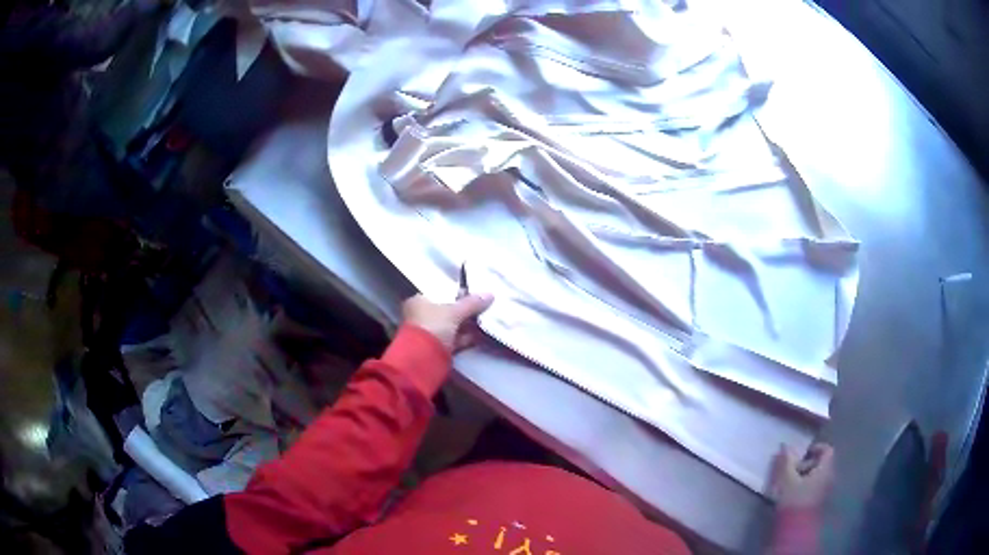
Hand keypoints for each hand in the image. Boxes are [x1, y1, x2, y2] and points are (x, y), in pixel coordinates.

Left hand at [401, 293, 493, 352]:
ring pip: (449, 327)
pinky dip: (462, 339)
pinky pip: (451, 340)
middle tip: (481, 311)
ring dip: (464, 327)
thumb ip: (471, 303)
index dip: (455, 295)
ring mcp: (426, 333)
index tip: (471, 297)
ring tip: (483, 324)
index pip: (438, 294)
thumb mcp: (454, 312)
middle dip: (462, 313)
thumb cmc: (433, 326)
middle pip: (444, 311)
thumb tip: (490, 295)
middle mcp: (419, 315)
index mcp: (417, 301)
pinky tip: (477, 338)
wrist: (423, 358)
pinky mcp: (434, 348)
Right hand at [770, 443, 834, 509]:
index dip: (815, 448)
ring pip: (818, 475)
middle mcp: (829, 477)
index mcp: (825, 469)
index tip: (801, 455)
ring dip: (805, 475)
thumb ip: (786, 462)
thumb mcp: (787, 479)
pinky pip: (815, 486)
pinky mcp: (819, 501)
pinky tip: (793, 493)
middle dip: (806, 464)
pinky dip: (805, 485)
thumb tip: (785, 445)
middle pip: (822, 463)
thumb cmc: (794, 500)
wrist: (796, 529)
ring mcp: (825, 490)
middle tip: (791, 471)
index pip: (827, 450)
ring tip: (789, 483)